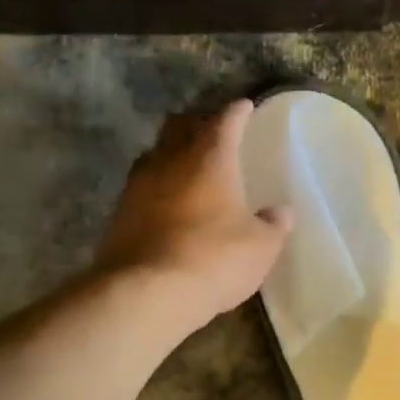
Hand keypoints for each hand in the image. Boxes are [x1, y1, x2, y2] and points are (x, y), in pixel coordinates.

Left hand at [95, 99, 291, 332]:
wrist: (145, 293)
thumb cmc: (214, 259)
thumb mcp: (260, 247)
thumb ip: (272, 225)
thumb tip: (280, 212)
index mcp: (211, 158)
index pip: (226, 120)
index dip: (237, 112)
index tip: (245, 106)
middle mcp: (171, 160)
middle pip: (181, 125)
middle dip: (198, 122)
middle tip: (212, 129)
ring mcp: (139, 184)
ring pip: (156, 152)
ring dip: (172, 151)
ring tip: (186, 163)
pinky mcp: (119, 212)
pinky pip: (141, 184)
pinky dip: (157, 184)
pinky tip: (166, 200)